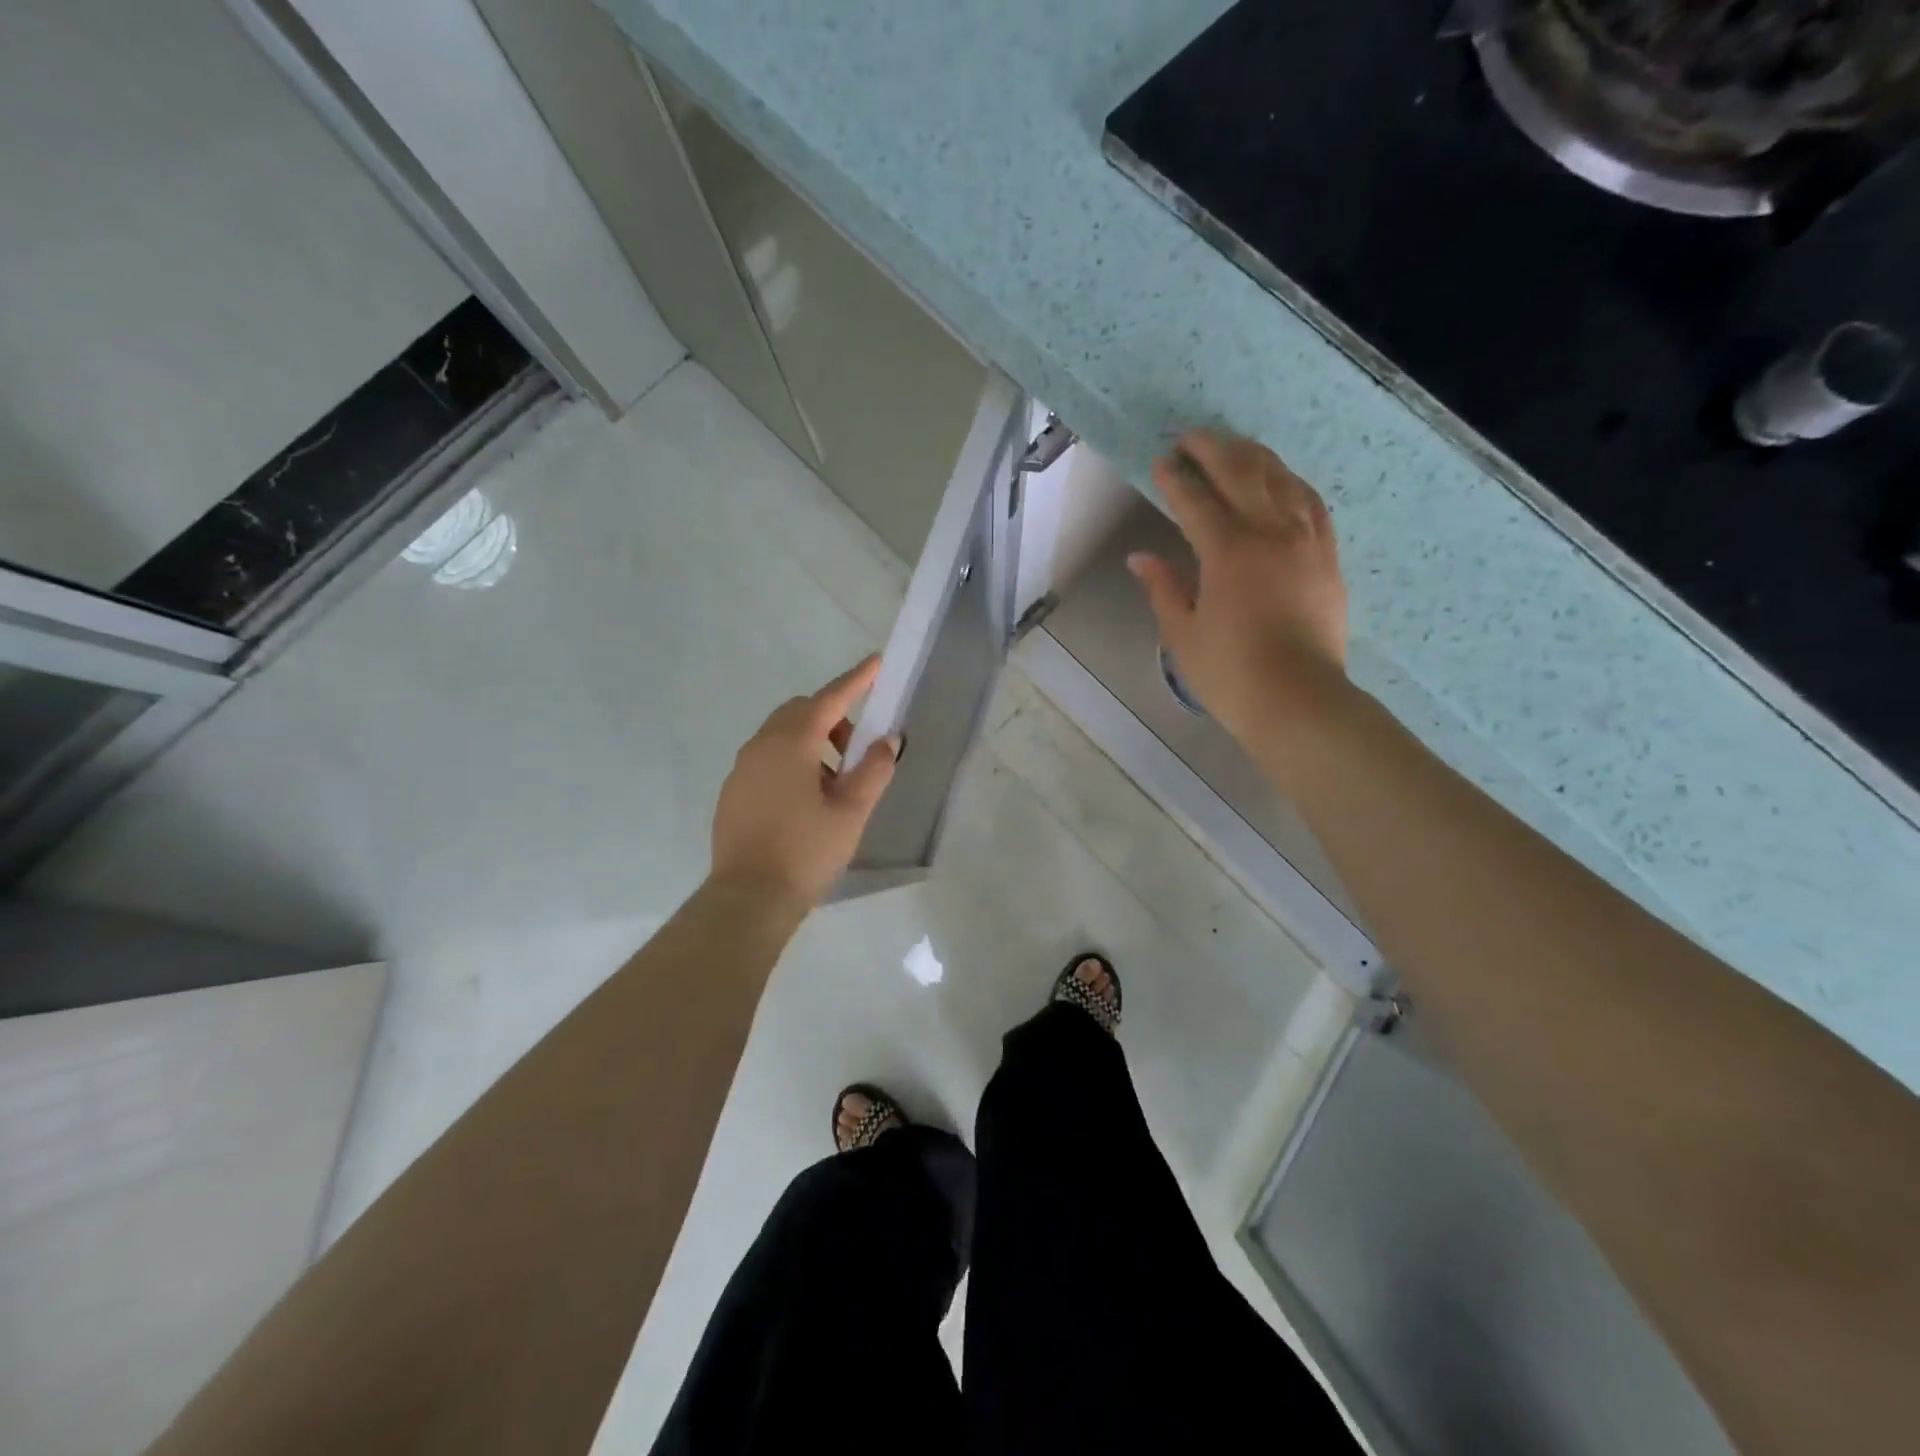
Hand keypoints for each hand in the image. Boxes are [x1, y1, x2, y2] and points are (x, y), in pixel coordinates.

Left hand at [710, 655, 899, 907]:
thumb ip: (873, 770)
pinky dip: (790, 762)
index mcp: (792, 743)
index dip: (856, 680)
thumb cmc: (806, 851)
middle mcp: (761, 746)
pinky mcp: (732, 792)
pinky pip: (766, 759)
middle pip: (800, 712)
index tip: (876, 663)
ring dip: (811, 742)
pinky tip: (804, 801)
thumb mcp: (852, 812)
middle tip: (856, 750)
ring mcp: (742, 769)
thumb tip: (886, 741)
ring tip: (834, 783)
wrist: (749, 898)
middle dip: (832, 719)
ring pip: (780, 736)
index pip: (830, 699)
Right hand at [1128, 430, 1349, 747]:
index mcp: (1228, 552)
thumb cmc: (1231, 674)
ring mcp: (1306, 541)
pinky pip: (1313, 503)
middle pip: (1242, 473)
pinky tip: (1282, 481)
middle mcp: (1270, 533)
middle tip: (1191, 438)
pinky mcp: (1328, 557)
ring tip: (1233, 449)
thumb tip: (1141, 558)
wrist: (1299, 701)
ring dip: (1254, 457)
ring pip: (1282, 479)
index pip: (1196, 501)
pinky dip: (1292, 484)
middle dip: (1213, 450)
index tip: (1161, 462)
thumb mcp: (1183, 634)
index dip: (1175, 479)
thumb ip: (1164, 589)